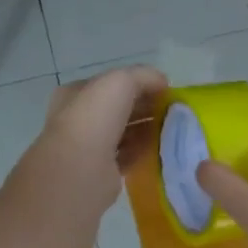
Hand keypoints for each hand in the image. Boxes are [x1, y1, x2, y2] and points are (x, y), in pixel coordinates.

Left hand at [24, 66, 168, 211]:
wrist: (81, 167)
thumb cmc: (95, 117)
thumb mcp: (121, 81)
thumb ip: (144, 76)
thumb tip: (163, 83)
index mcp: (76, 94)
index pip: (111, 85)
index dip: (138, 84)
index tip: (164, 90)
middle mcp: (79, 119)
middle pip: (119, 109)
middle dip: (145, 108)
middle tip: (171, 111)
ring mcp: (89, 146)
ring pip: (124, 133)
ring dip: (146, 131)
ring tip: (171, 130)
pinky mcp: (101, 171)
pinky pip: (127, 156)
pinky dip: (143, 152)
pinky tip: (160, 149)